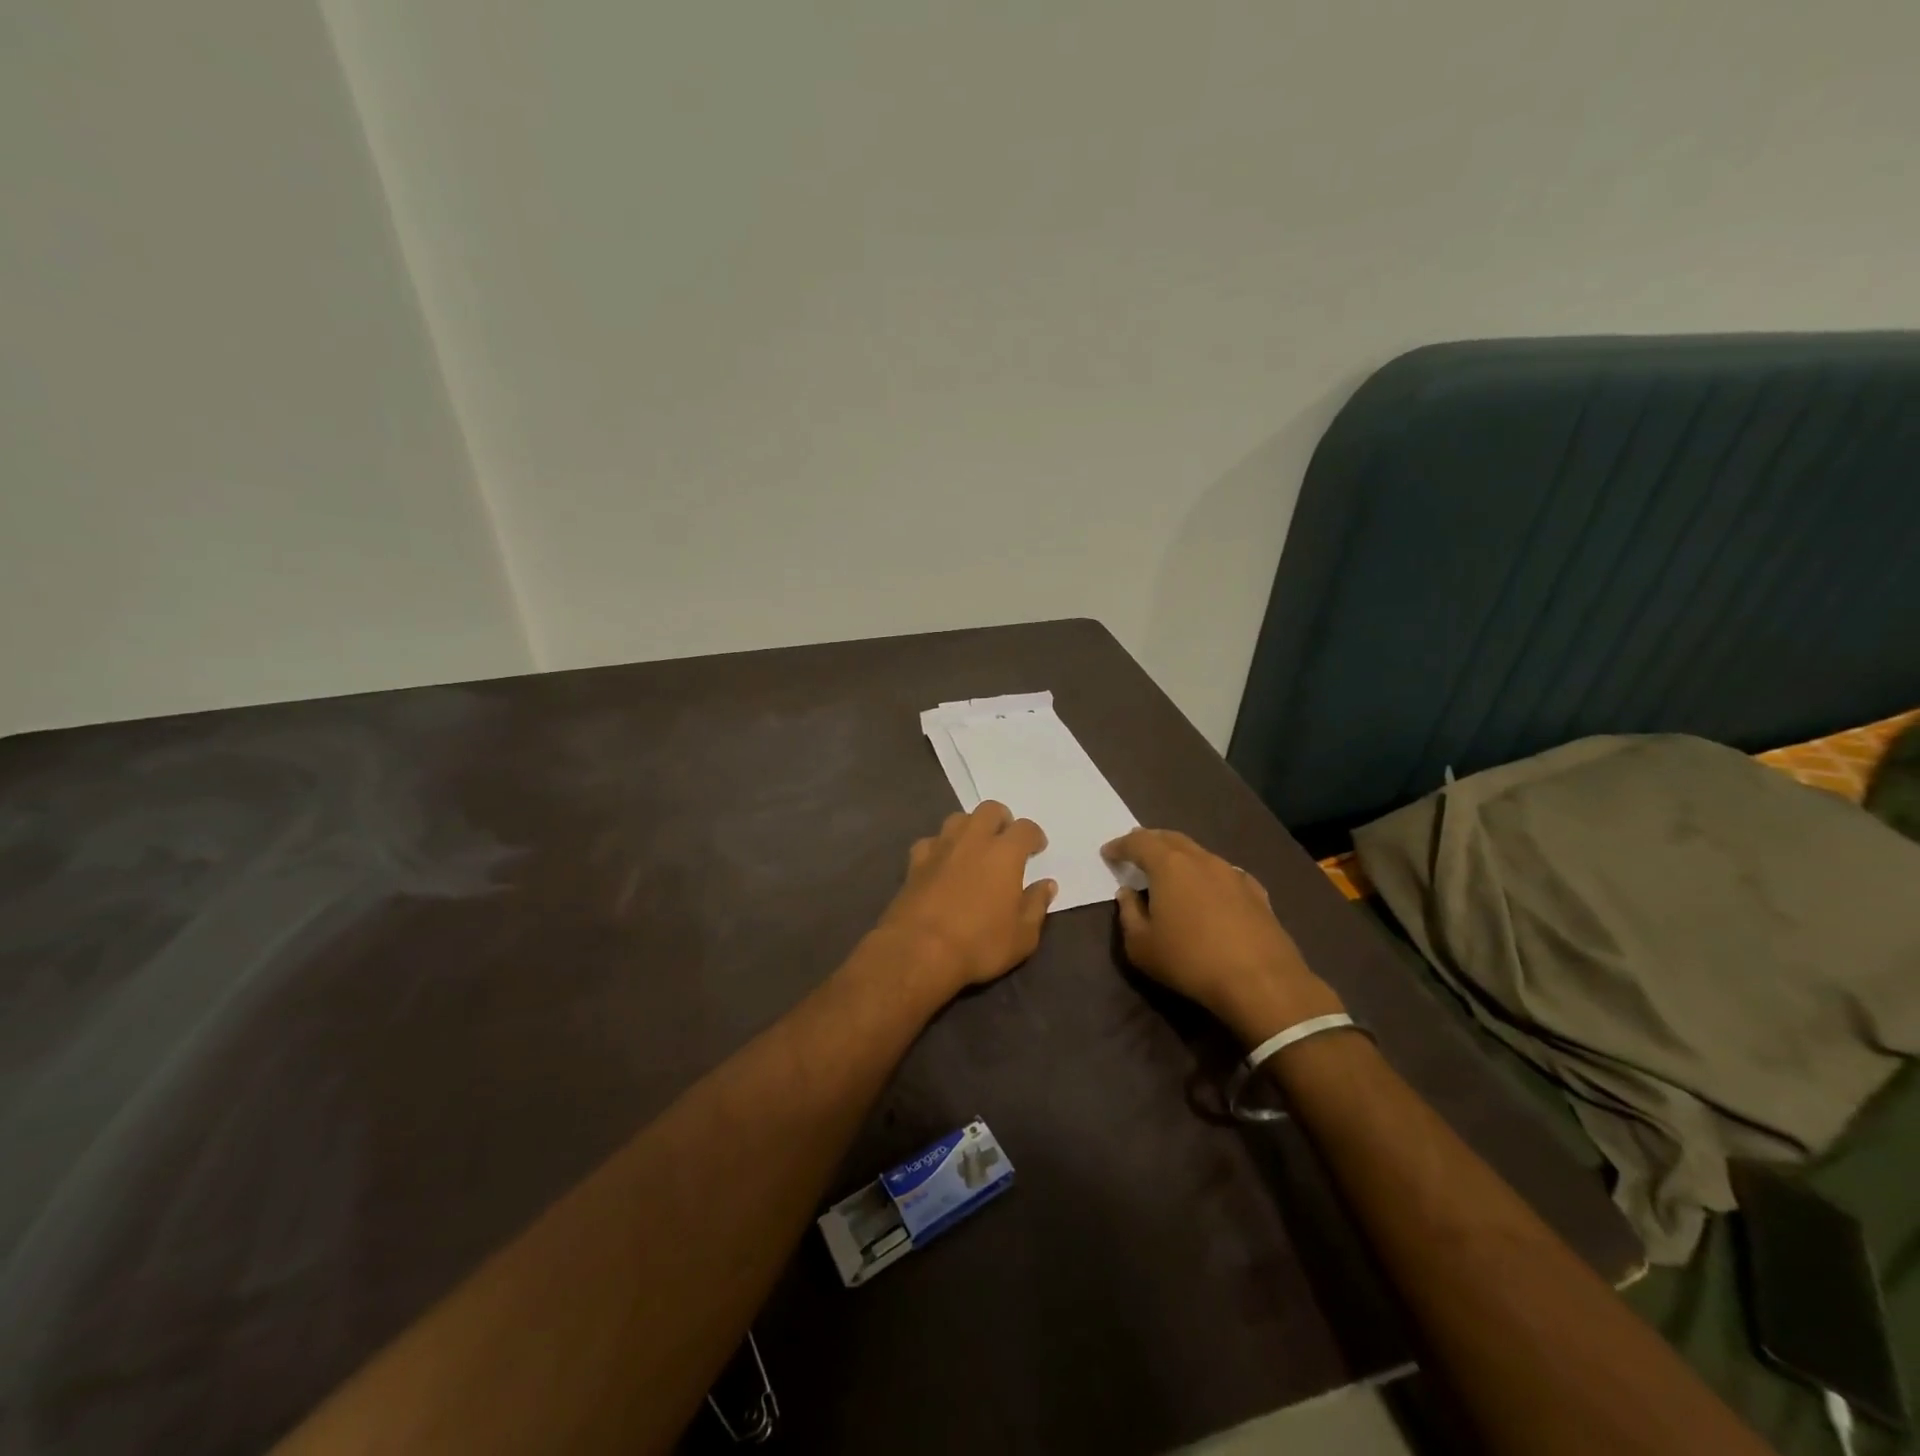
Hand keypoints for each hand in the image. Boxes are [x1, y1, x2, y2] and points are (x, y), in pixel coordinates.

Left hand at [874, 802, 1055, 995]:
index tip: (1036, 848)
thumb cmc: (979, 944)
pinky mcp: (915, 862)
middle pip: (989, 810)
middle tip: (1005, 841)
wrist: (919, 951)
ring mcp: (941, 847)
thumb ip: (1036, 905)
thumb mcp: (1022, 936)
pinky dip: (940, 847)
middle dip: (1001, 820)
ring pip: (958, 819)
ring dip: (970, 827)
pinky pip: (931, 842)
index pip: (1025, 828)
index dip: (1033, 835)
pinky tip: (942, 863)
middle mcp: (972, 840)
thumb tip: (1046, 885)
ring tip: (975, 848)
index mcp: (1004, 854)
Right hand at [1102, 828, 1342, 1044]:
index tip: (1108, 852)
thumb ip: (1129, 914)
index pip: (1138, 842)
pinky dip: (1207, 875)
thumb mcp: (1141, 946)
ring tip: (1169, 870)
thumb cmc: (1190, 961)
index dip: (1120, 845)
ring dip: (1179, 857)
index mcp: (1169, 865)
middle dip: (1150, 841)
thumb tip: (1128, 894)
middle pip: (1170, 838)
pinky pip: (1223, 873)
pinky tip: (1208, 890)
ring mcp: (1232, 873)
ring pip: (1199, 853)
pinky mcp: (1256, 892)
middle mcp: (1201, 859)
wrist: (1261, 981)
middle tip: (1136, 850)